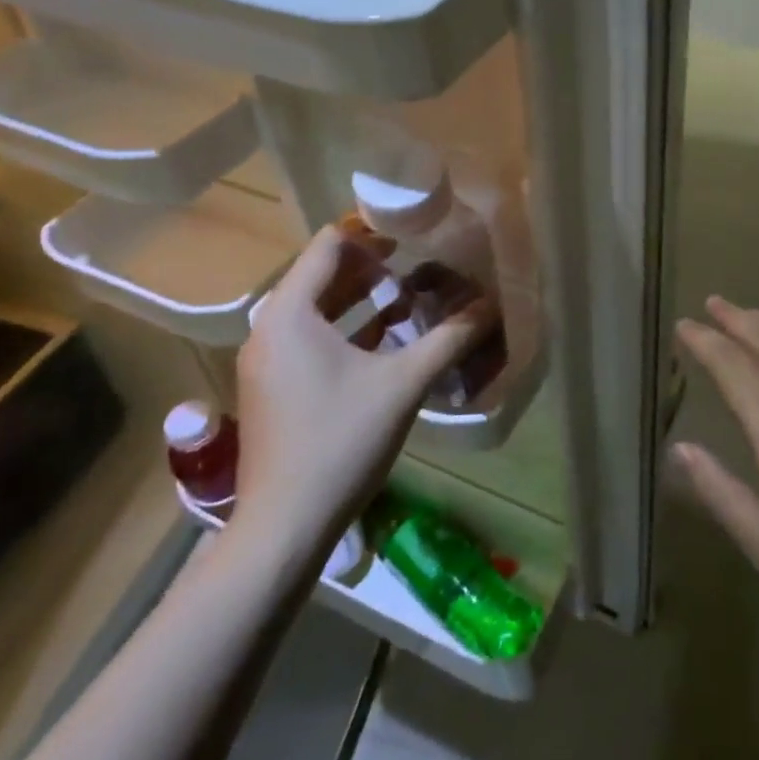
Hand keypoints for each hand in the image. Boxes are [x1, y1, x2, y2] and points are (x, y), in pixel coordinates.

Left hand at [229, 225, 486, 558]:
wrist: (284, 526)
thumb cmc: (341, 441)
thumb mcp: (403, 383)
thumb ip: (449, 338)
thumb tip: (492, 305)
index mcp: (290, 314)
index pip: (328, 246)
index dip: (370, 233)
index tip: (411, 234)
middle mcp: (269, 329)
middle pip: (320, 275)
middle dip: (370, 268)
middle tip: (417, 264)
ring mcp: (266, 361)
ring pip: (315, 310)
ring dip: (360, 299)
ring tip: (408, 298)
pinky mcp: (272, 388)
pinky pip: (309, 338)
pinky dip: (345, 329)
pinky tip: (385, 341)